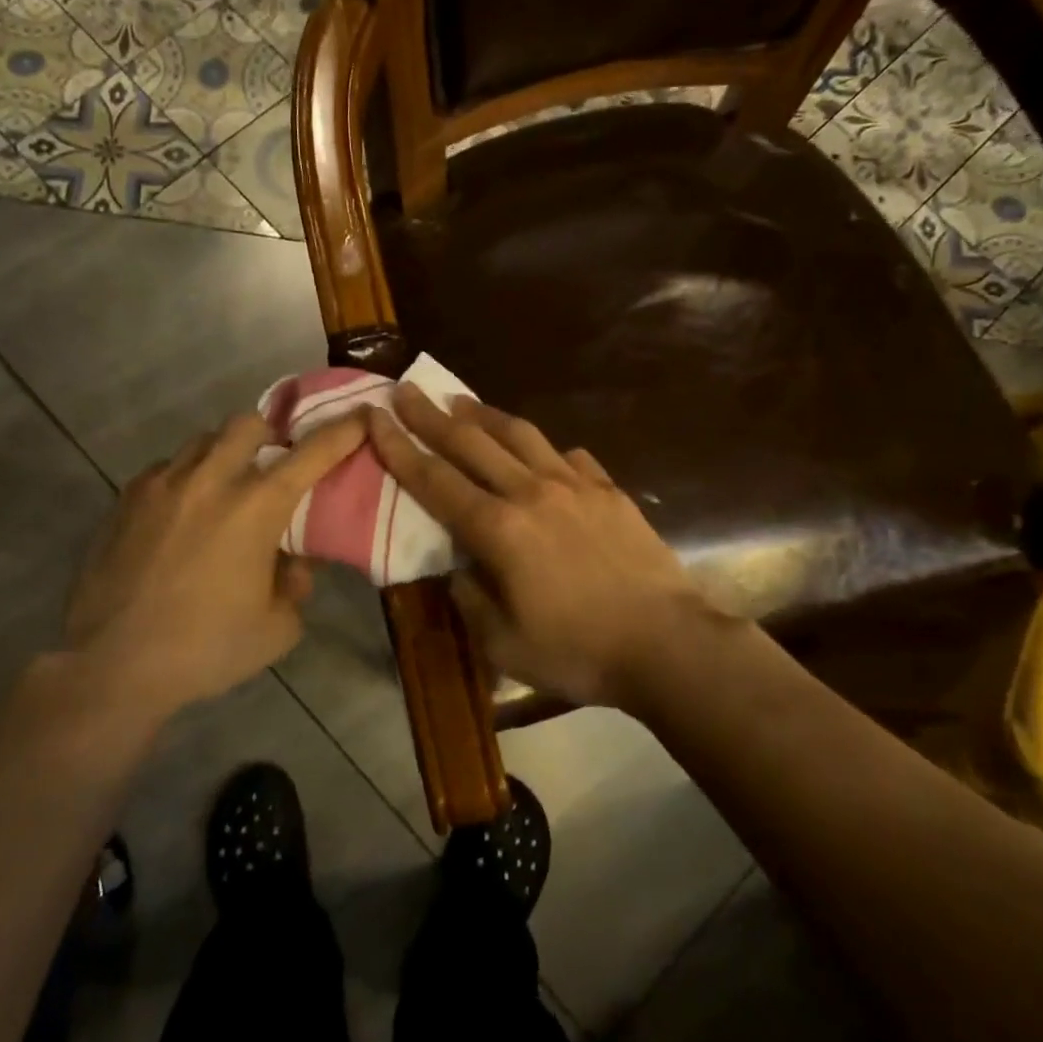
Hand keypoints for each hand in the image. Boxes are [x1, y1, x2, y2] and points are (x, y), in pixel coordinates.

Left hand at [63, 412, 366, 720]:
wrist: (112, 667)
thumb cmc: (206, 648)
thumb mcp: (277, 629)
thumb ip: (295, 586)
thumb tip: (292, 564)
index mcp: (256, 507)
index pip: (312, 453)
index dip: (343, 431)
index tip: (361, 416)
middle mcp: (211, 481)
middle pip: (247, 424)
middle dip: (269, 434)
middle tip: (273, 463)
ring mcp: (162, 485)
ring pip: (202, 440)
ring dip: (224, 454)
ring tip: (224, 487)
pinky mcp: (125, 501)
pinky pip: (164, 469)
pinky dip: (184, 478)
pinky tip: (181, 514)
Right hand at [365, 386, 725, 708]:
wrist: (666, 643)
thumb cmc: (578, 651)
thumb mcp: (504, 644)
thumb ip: (471, 598)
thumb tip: (459, 568)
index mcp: (498, 530)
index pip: (435, 480)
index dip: (399, 447)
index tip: (375, 415)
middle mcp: (531, 493)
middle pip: (471, 443)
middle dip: (431, 416)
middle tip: (406, 390)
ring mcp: (575, 486)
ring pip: (520, 436)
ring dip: (485, 416)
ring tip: (462, 402)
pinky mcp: (609, 491)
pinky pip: (569, 457)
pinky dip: (545, 450)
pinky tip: (542, 453)